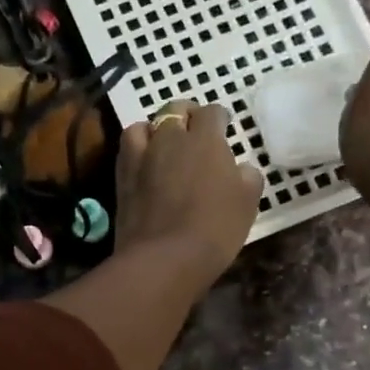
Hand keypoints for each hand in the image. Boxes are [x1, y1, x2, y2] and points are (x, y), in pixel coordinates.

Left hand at [115, 100, 263, 283]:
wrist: (164, 258)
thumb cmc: (214, 229)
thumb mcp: (247, 203)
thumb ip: (247, 177)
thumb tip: (241, 169)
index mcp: (205, 140)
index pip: (212, 113)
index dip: (218, 117)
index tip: (223, 125)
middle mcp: (170, 139)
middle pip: (174, 111)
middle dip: (186, 115)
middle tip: (193, 128)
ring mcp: (142, 156)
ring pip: (144, 126)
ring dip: (155, 129)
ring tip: (162, 142)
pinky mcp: (122, 178)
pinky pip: (127, 149)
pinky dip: (137, 148)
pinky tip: (144, 161)